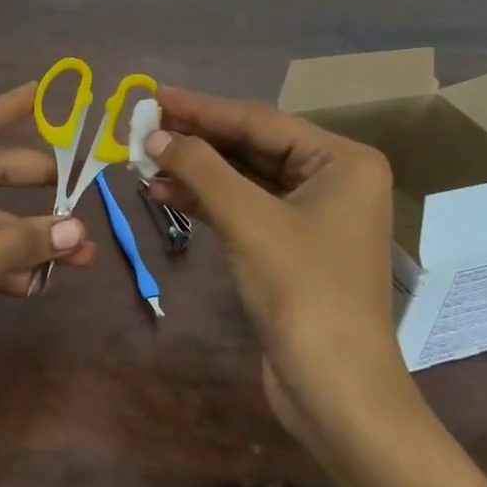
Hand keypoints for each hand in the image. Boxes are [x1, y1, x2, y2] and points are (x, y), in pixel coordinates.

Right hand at [146, 88, 412, 442]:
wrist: (335, 391)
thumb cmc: (303, 292)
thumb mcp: (248, 220)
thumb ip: (200, 168)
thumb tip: (153, 134)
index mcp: (342, 161)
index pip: (260, 121)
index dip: (202, 108)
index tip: (154, 95)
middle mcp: (333, 179)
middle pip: (252, 146)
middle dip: (197, 140)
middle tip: (143, 126)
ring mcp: (312, 214)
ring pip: (243, 177)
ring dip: (195, 170)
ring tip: (144, 161)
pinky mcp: (290, 245)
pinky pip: (243, 207)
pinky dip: (206, 200)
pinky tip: (164, 192)